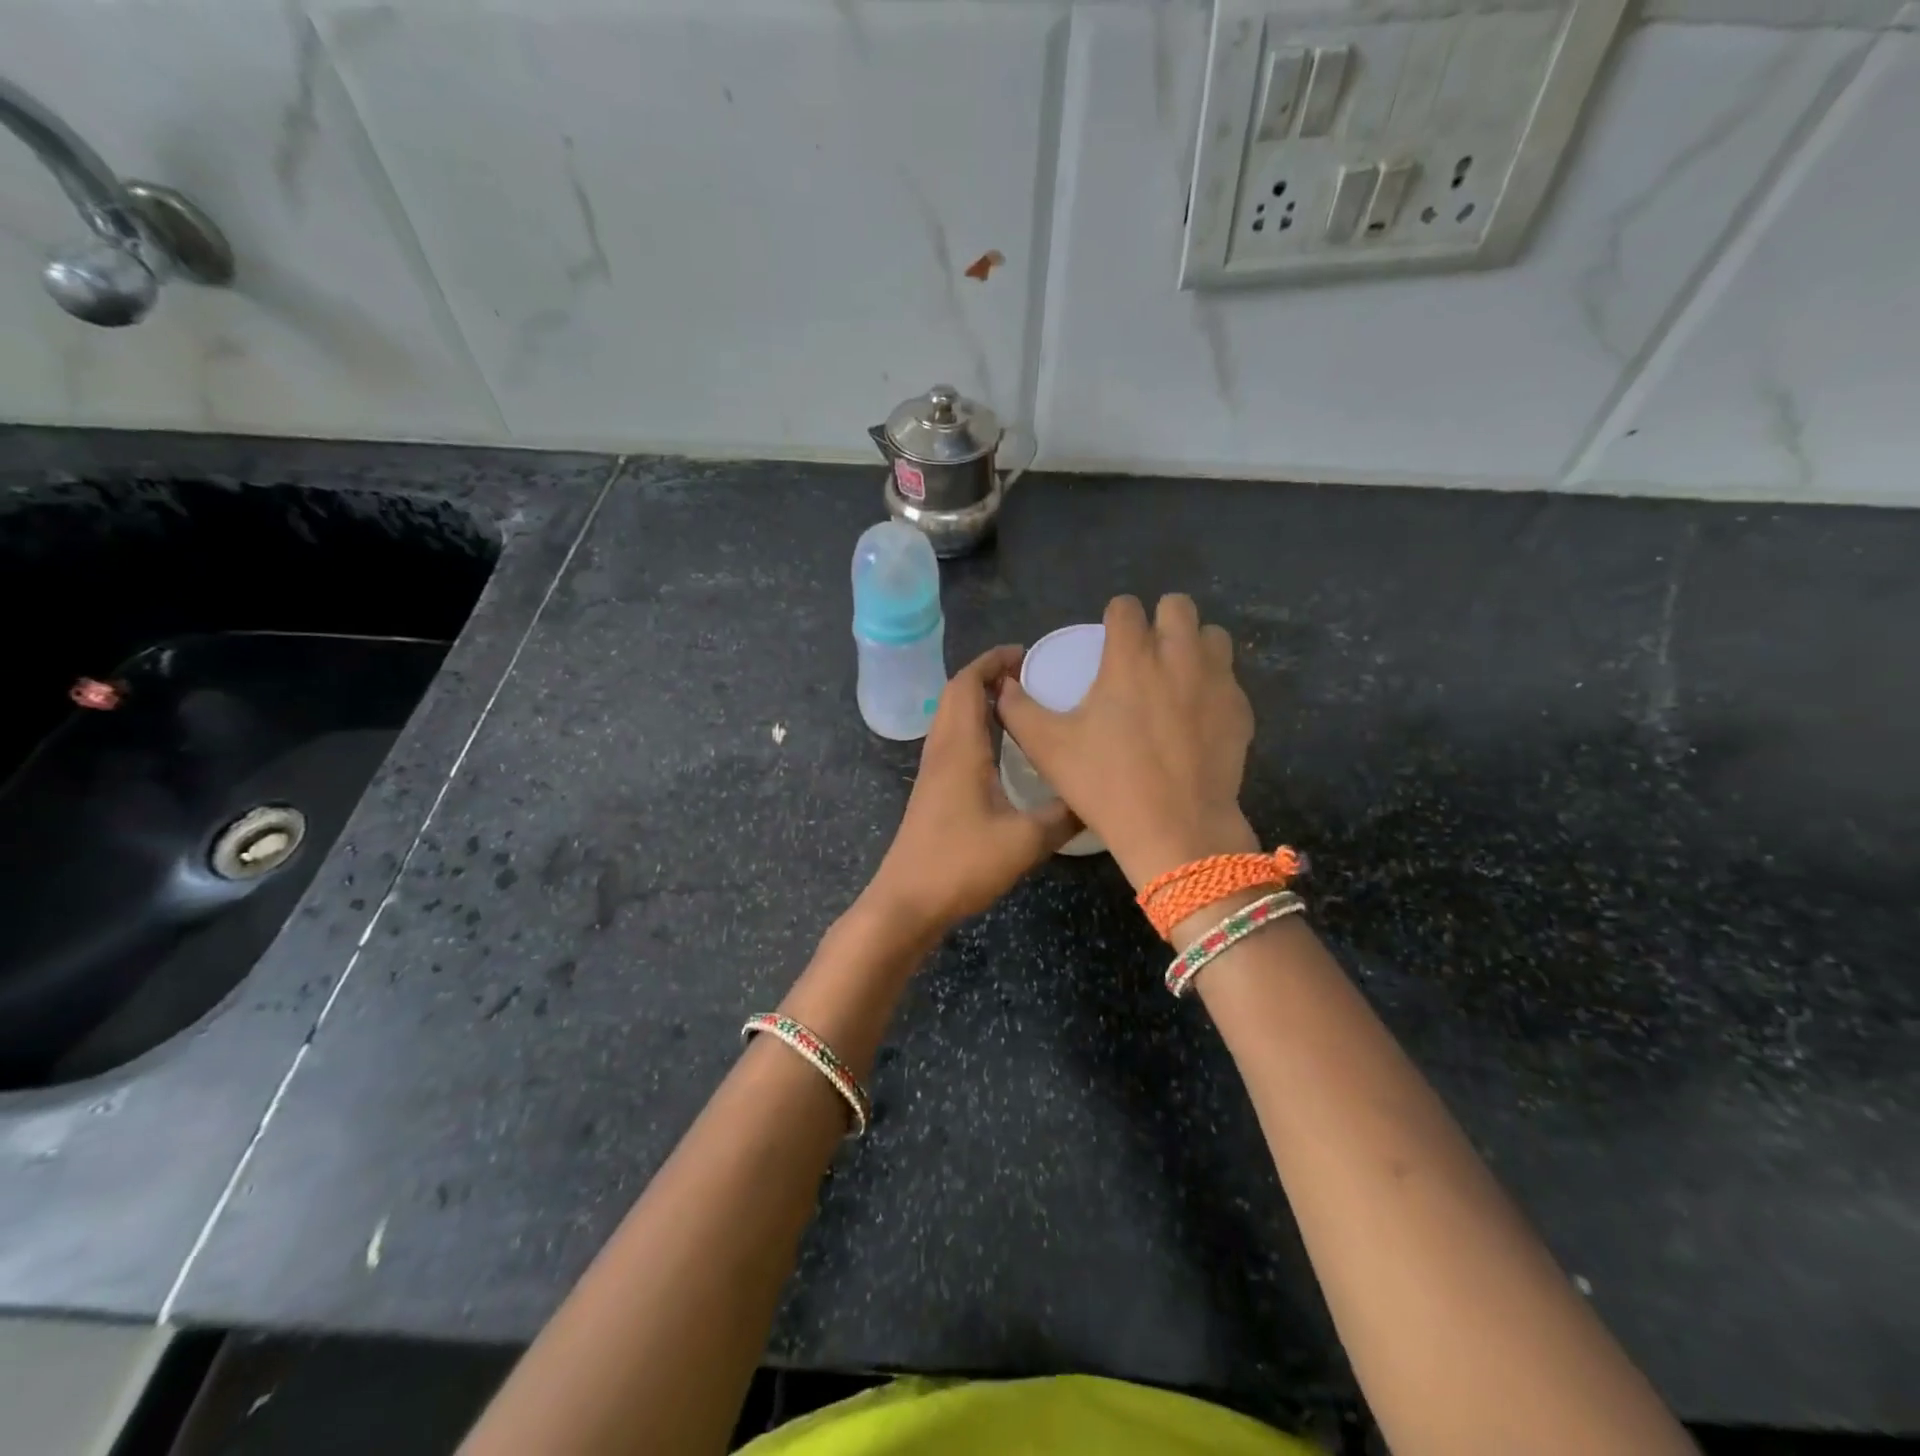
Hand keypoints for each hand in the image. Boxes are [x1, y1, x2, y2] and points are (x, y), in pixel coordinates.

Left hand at [863, 645, 1080, 934]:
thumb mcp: (1026, 840)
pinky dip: (974, 727)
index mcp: (960, 748)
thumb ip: (1064, 815)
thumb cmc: (962, 863)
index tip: (1025, 654)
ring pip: (952, 717)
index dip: (992, 662)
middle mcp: (941, 750)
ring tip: (1020, 702)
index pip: (967, 684)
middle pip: (956, 694)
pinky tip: (1001, 748)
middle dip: (988, 675)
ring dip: (979, 700)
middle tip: (1029, 675)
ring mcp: (932, 771)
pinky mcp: (932, 791)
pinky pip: (952, 740)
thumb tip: (1097, 796)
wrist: (908, 901)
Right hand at [997, 594, 1258, 890]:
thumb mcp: (1047, 748)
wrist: (1177, 830)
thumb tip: (1003, 685)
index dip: (1114, 617)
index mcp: (1131, 657)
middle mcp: (1179, 656)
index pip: (1126, 606)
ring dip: (1192, 645)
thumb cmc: (1106, 784)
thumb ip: (1018, 709)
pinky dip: (1212, 684)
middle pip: (1178, 605)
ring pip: (1212, 636)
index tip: (1109, 638)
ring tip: (1175, 675)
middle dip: (1159, 619)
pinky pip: (1229, 678)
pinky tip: (1196, 716)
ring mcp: (1217, 682)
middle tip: (1144, 652)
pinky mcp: (1241, 710)